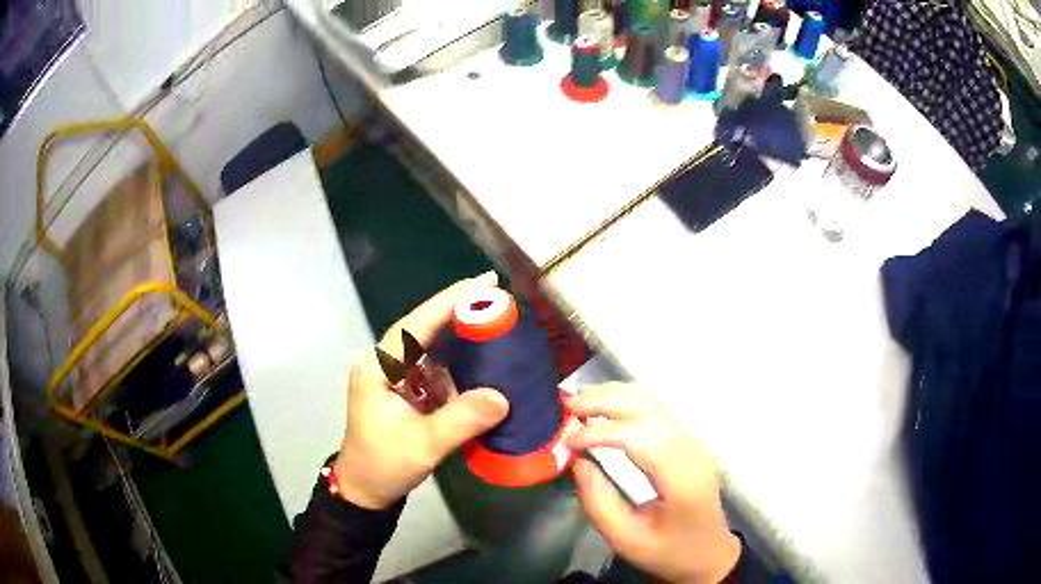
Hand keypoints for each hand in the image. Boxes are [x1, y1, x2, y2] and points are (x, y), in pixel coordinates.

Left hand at [333, 273, 509, 509]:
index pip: (413, 326)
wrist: (366, 489)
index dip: (446, 303)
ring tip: (492, 313)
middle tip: (493, 288)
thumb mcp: (423, 445)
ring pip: (429, 345)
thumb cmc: (384, 465)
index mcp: (378, 369)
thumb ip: (460, 421)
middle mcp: (384, 365)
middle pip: (422, 328)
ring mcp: (395, 377)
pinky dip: (458, 357)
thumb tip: (502, 397)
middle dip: (456, 308)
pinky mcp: (407, 391)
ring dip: (459, 330)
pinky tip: (481, 350)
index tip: (480, 283)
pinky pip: (435, 366)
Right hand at [566, 383, 740, 583]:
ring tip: (579, 402)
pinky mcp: (689, 438)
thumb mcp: (625, 539)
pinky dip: (627, 401)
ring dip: (614, 395)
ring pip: (653, 400)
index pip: (638, 437)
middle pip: (646, 408)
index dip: (599, 432)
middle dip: (604, 401)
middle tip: (566, 407)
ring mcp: (694, 440)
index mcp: (681, 478)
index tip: (567, 440)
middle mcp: (692, 449)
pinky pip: (657, 408)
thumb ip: (598, 501)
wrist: (708, 551)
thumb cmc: (666, 550)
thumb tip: (577, 461)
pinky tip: (605, 406)